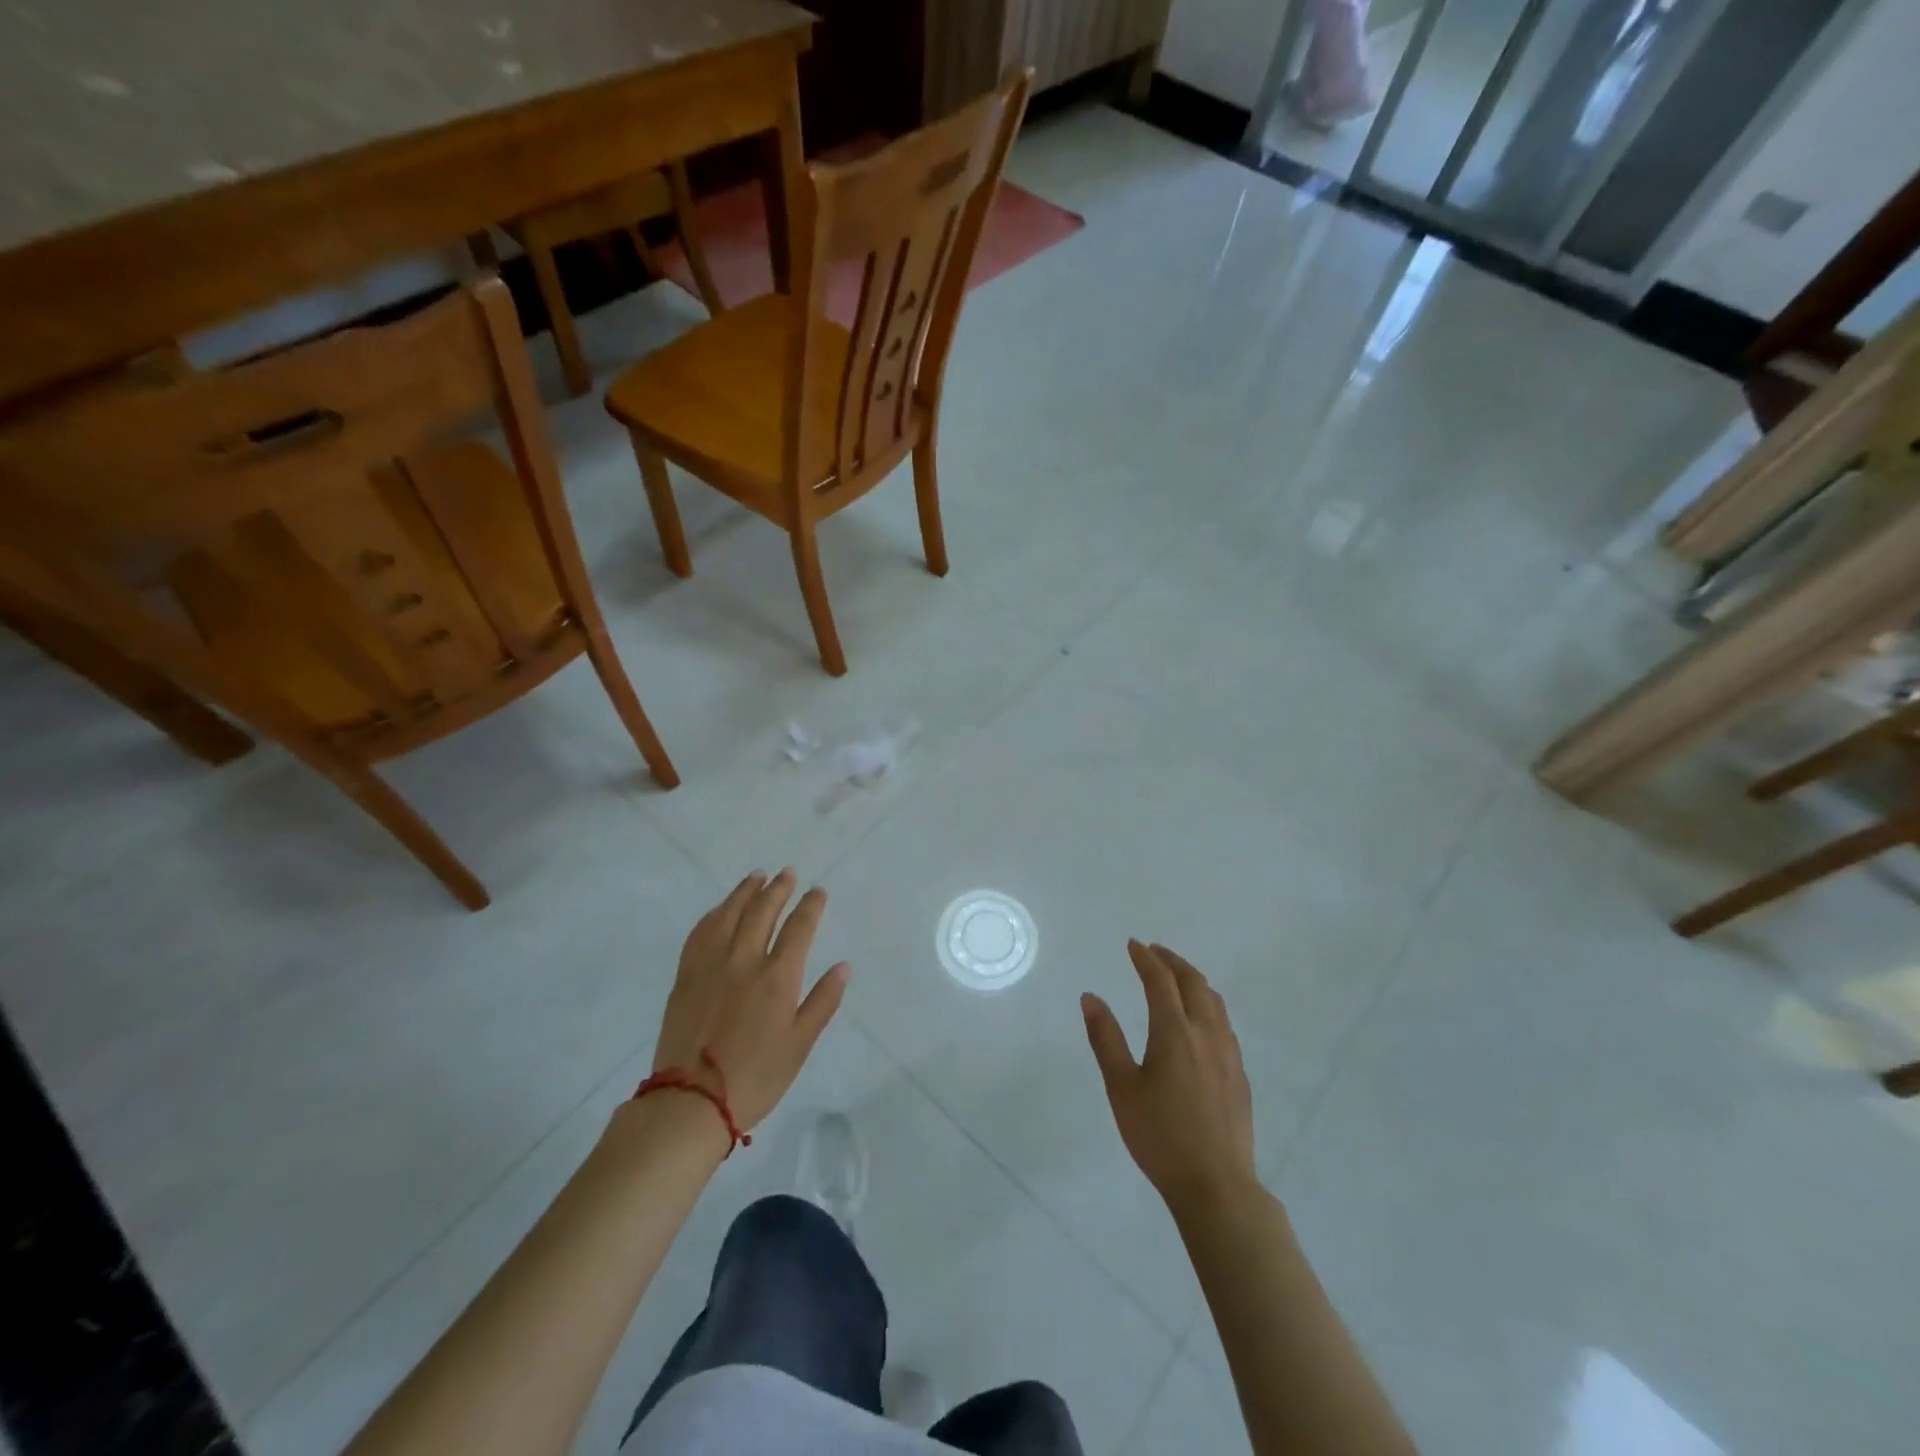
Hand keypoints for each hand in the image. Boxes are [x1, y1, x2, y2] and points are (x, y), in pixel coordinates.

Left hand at [653, 870, 849, 1130]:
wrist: (691, 1101)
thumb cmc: (756, 1077)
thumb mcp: (800, 1044)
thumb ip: (822, 1001)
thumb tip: (843, 966)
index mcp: (778, 977)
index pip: (799, 927)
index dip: (810, 906)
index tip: (818, 892)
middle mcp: (744, 960)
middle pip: (763, 911)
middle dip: (778, 889)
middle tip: (787, 874)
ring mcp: (710, 965)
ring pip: (729, 914)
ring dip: (745, 892)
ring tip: (756, 877)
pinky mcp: (685, 976)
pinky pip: (700, 933)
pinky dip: (713, 914)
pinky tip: (720, 909)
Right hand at [1082, 940, 1255, 1212]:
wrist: (1216, 1185)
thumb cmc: (1160, 1136)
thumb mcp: (1121, 1087)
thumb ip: (1105, 1038)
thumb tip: (1090, 997)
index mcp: (1174, 1032)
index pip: (1160, 981)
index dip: (1146, 959)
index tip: (1133, 944)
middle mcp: (1205, 1033)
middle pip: (1193, 982)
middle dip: (1172, 961)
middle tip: (1153, 952)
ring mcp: (1228, 1053)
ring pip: (1214, 1001)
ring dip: (1193, 980)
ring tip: (1176, 978)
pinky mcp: (1239, 1074)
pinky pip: (1224, 1023)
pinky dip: (1208, 1004)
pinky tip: (1200, 1020)